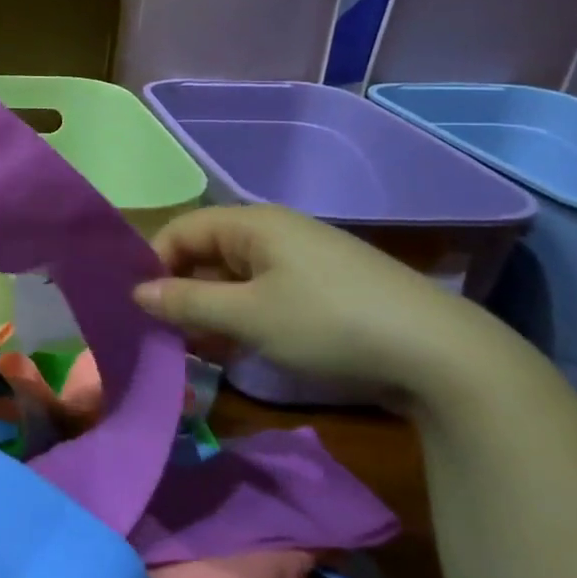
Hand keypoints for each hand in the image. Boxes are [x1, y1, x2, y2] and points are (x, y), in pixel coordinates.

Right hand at [132, 205, 504, 398]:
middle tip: (165, 334)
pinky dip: (242, 317)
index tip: (141, 308)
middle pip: (207, 252)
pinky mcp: (323, 288)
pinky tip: (237, 349)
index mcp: (252, 224)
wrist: (439, 354)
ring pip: (234, 277)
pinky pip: (264, 293)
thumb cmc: (328, 323)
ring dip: (210, 309)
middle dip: (181, 290)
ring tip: (196, 348)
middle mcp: (274, 232)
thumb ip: (187, 302)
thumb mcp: (248, 316)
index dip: (155, 264)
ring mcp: (302, 260)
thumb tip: (137, 293)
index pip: (182, 230)